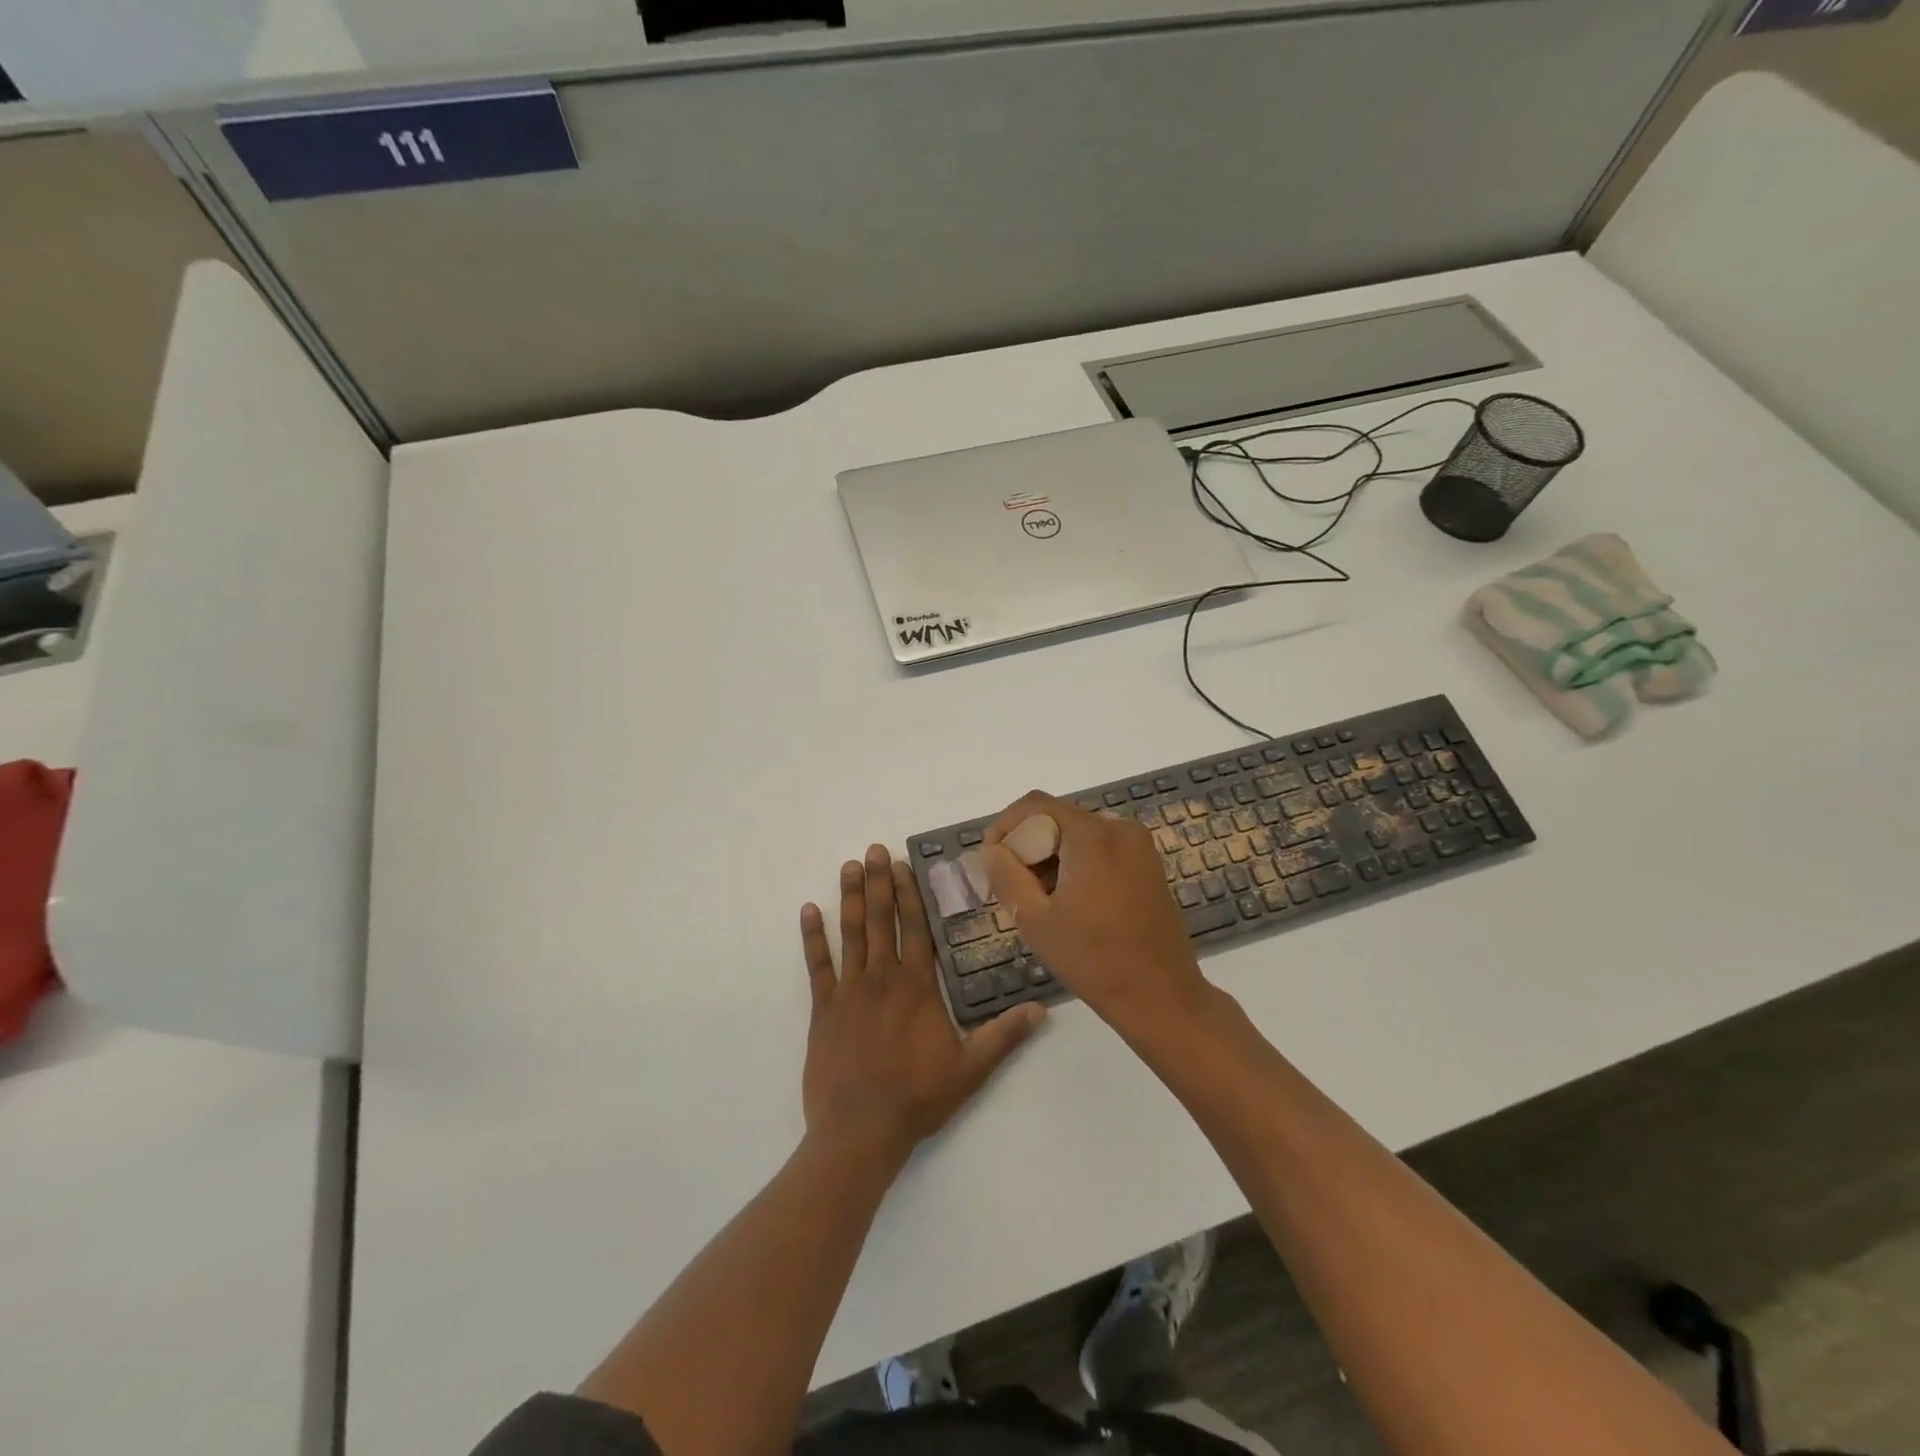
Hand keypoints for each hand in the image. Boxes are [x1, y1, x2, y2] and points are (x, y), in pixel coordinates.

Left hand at [800, 845, 1044, 1167]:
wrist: (860, 1131)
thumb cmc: (917, 1098)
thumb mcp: (971, 1069)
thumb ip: (1004, 1036)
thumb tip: (1041, 1008)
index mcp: (917, 987)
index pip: (915, 929)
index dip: (910, 894)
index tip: (904, 864)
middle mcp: (883, 978)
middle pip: (882, 920)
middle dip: (880, 882)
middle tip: (874, 850)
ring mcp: (849, 991)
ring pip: (851, 934)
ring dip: (851, 898)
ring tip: (849, 866)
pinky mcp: (823, 1009)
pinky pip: (817, 966)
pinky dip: (812, 937)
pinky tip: (809, 910)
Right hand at [982, 793, 1210, 1033]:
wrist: (1161, 996)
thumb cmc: (1093, 959)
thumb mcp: (1035, 919)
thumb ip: (1006, 875)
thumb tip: (992, 850)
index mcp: (1093, 835)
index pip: (1036, 805)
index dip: (1005, 826)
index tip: (991, 860)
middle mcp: (1120, 828)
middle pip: (1058, 818)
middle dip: (1028, 845)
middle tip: (1011, 885)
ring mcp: (1139, 846)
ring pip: (1078, 834)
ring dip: (1051, 856)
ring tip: (1039, 899)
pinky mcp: (1148, 864)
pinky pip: (1101, 848)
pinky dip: (1076, 863)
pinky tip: (1069, 900)